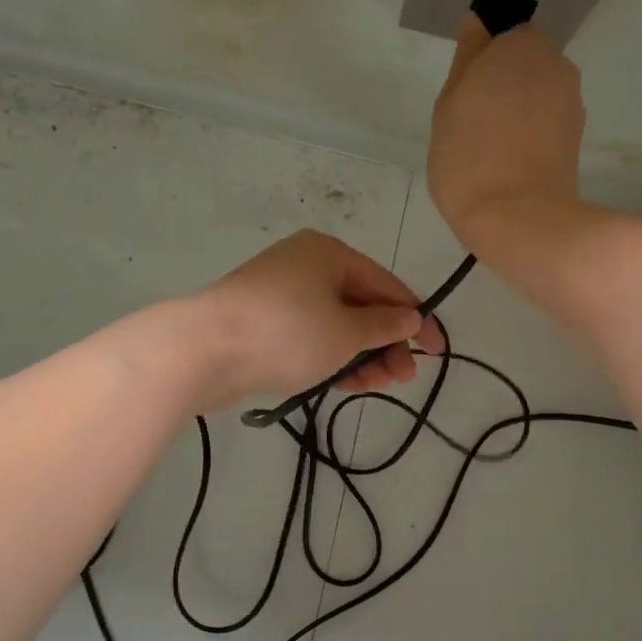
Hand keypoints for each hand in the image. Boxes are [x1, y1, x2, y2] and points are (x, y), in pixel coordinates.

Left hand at [191, 230, 447, 412]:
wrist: (204, 350)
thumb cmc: (287, 332)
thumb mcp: (346, 332)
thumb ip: (383, 326)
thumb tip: (411, 318)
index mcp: (329, 254)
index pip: (387, 286)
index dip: (417, 319)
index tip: (437, 351)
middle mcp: (305, 266)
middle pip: (360, 305)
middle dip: (385, 343)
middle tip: (403, 378)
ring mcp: (280, 295)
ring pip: (334, 325)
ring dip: (360, 355)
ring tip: (377, 386)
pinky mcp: (262, 323)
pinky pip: (309, 337)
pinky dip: (330, 357)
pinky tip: (347, 383)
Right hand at [428, 13, 585, 250]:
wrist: (517, 218)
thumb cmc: (468, 157)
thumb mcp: (449, 104)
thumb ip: (466, 59)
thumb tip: (477, 24)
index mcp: (520, 46)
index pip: (505, 37)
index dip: (484, 64)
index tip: (465, 96)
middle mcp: (556, 65)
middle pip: (527, 66)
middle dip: (506, 85)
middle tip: (474, 124)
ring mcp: (571, 103)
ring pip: (539, 96)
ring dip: (520, 113)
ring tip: (492, 150)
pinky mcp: (577, 139)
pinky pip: (548, 125)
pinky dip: (533, 137)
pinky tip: (511, 164)